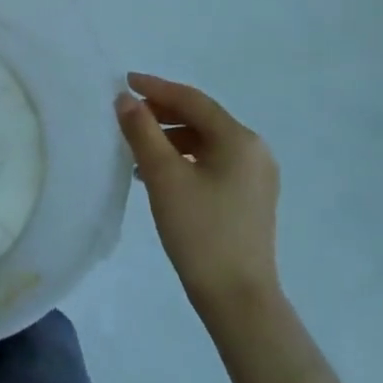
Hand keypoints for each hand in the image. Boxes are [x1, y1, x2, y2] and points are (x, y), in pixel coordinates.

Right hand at [115, 73, 279, 314]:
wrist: (238, 300)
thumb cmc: (200, 232)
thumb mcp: (163, 176)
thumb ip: (142, 131)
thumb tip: (125, 99)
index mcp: (239, 139)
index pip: (192, 100)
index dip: (156, 88)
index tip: (125, 81)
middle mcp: (254, 150)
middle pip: (202, 118)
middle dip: (162, 113)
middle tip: (128, 114)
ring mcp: (256, 176)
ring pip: (206, 142)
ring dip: (171, 138)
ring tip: (137, 148)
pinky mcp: (250, 198)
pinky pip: (213, 162)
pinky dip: (185, 159)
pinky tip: (159, 175)